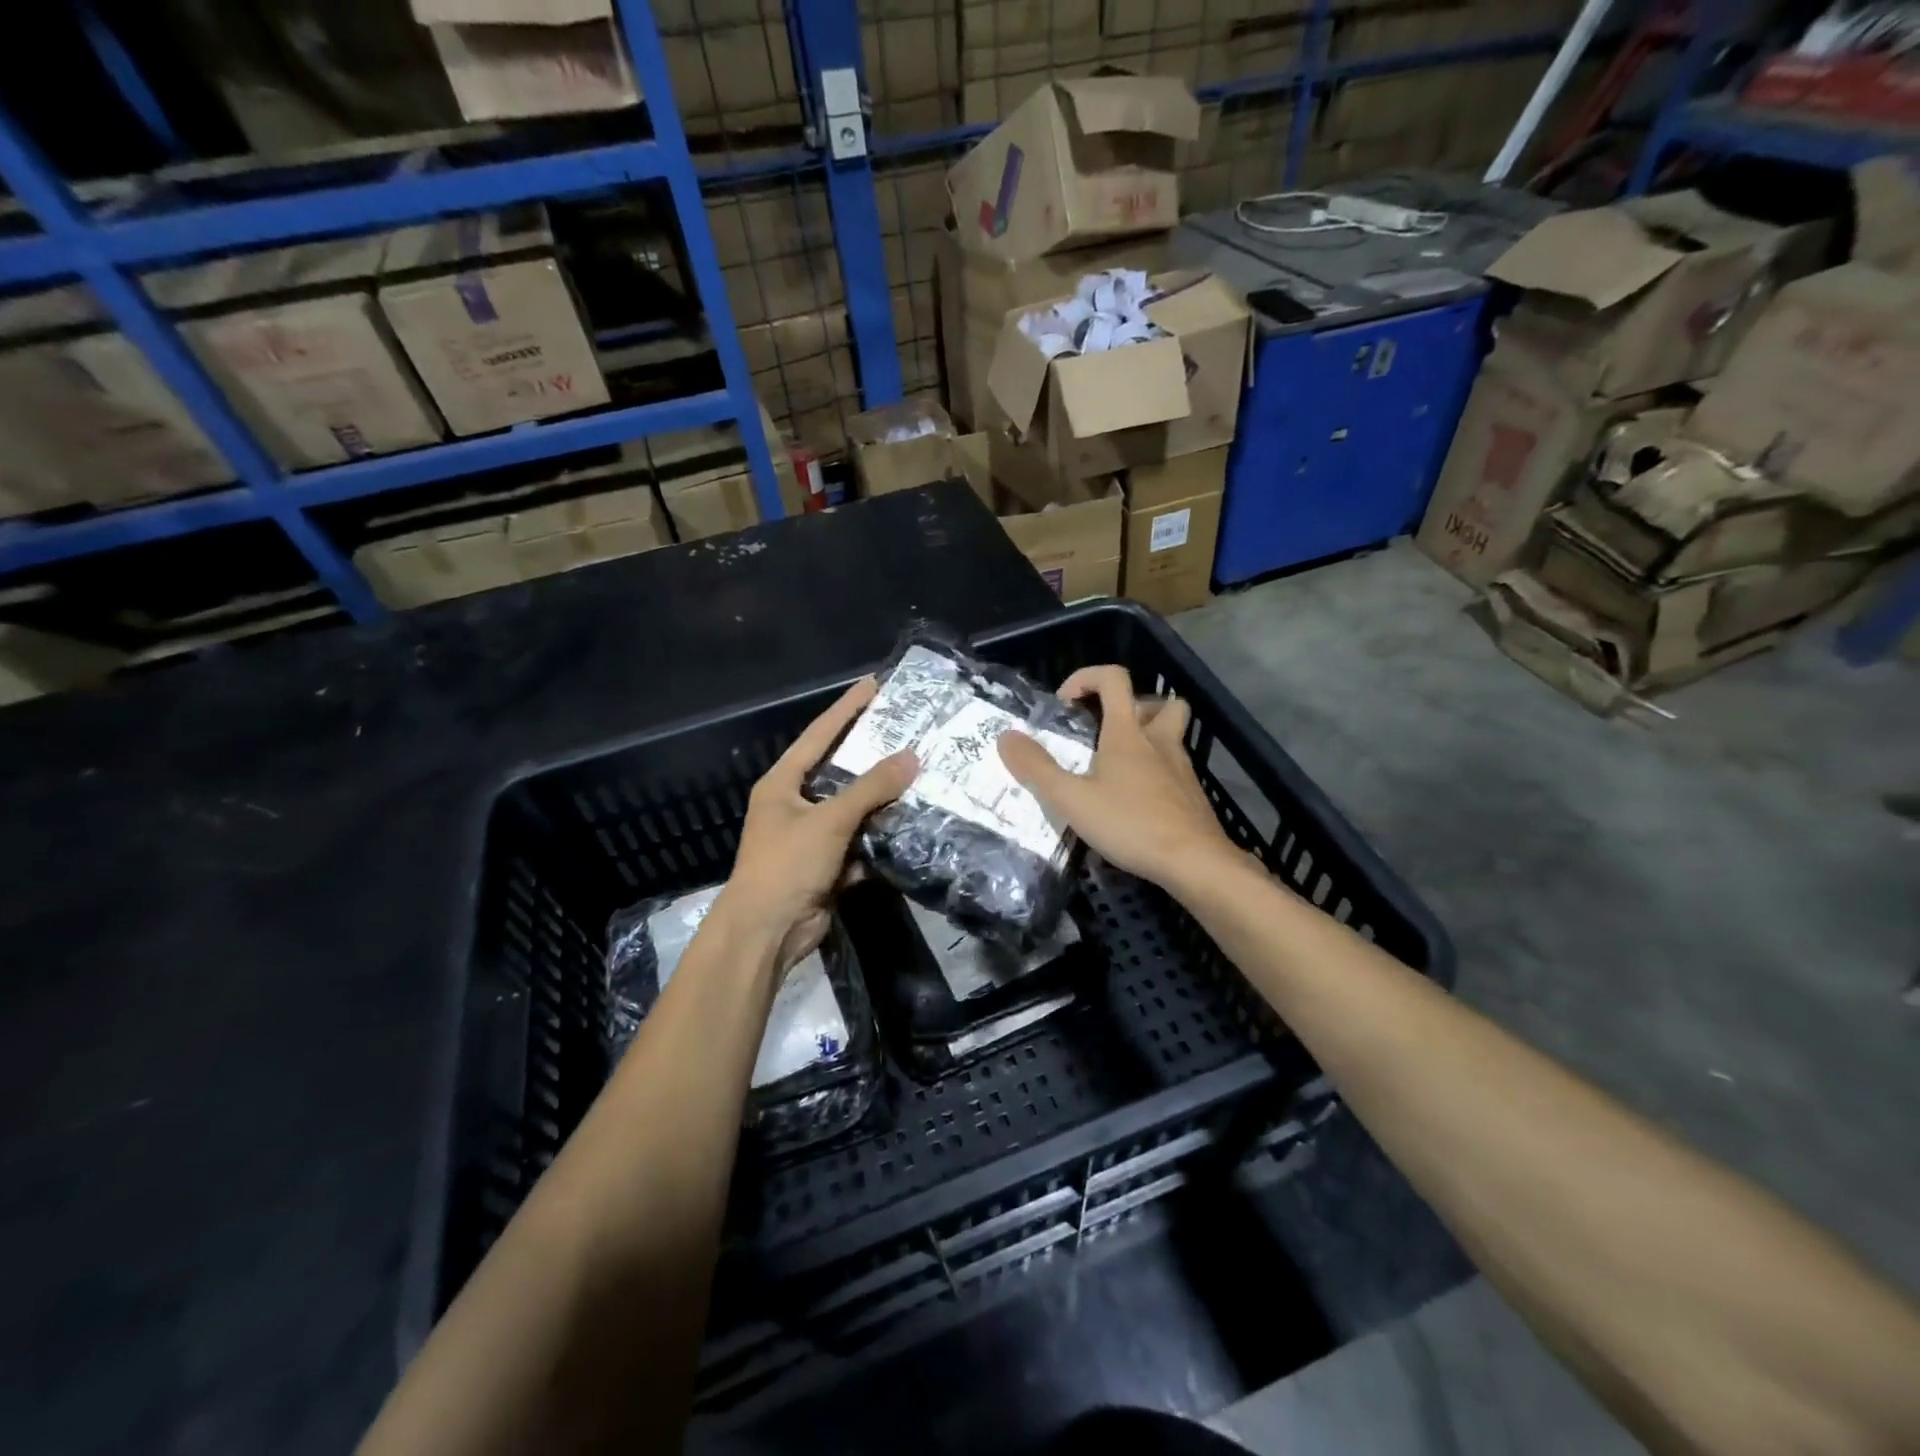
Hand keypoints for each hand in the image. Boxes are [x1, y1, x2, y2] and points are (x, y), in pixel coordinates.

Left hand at [716, 677, 916, 969]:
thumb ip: (870, 788)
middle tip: (908, 731)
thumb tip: (911, 758)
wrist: (767, 933)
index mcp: (782, 784)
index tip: (874, 685)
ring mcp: (811, 836)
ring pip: (854, 809)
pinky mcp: (826, 865)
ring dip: (881, 800)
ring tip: (919, 776)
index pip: (818, 735)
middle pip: (839, 772)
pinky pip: (859, 842)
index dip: (846, 709)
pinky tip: (908, 824)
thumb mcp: (829, 820)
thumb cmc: (787, 864)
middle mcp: (795, 804)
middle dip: (872, 756)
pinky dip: (878, 837)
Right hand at [999, 665, 1238, 890]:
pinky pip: (1175, 767)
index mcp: (1127, 733)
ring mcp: (1181, 767)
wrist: (1195, 862)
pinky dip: (1157, 771)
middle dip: (1131, 706)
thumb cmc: (1130, 824)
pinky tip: (1137, 800)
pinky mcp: (1192, 795)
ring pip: (1171, 734)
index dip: (1087, 677)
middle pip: (1159, 702)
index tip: (1065, 703)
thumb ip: (1036, 768)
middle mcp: (1159, 741)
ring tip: (1119, 764)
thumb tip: (1006, 736)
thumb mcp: (1071, 799)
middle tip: (1106, 730)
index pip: (1114, 679)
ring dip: (1148, 736)